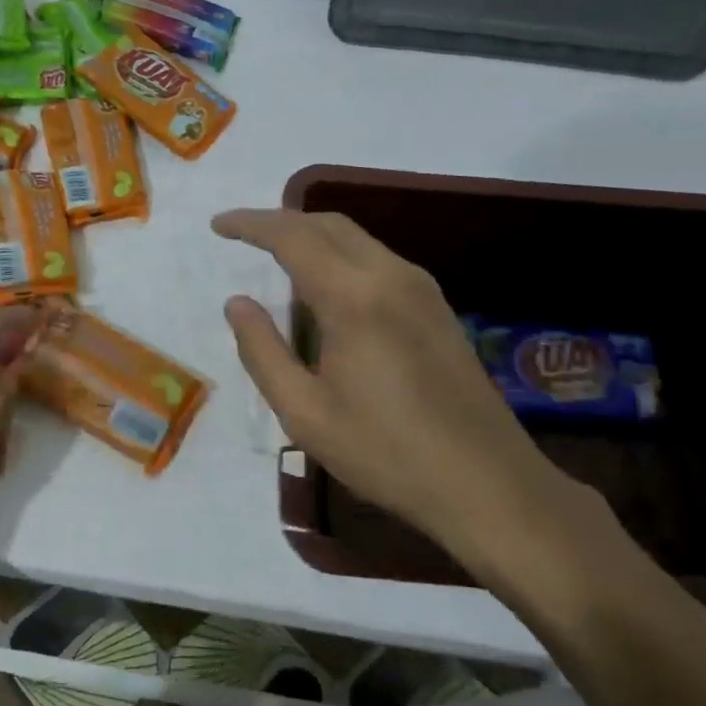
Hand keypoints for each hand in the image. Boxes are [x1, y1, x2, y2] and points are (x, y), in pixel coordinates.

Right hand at [212, 208, 630, 606]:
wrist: (486, 483)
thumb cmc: (385, 453)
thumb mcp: (304, 412)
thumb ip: (262, 350)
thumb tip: (237, 303)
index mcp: (354, 297)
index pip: (293, 236)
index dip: (251, 224)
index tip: (219, 225)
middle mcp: (391, 276)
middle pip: (328, 225)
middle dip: (281, 222)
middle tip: (243, 236)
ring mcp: (422, 289)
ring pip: (357, 240)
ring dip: (313, 238)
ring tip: (277, 262)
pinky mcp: (438, 308)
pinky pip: (378, 261)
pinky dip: (341, 258)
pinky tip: (326, 291)